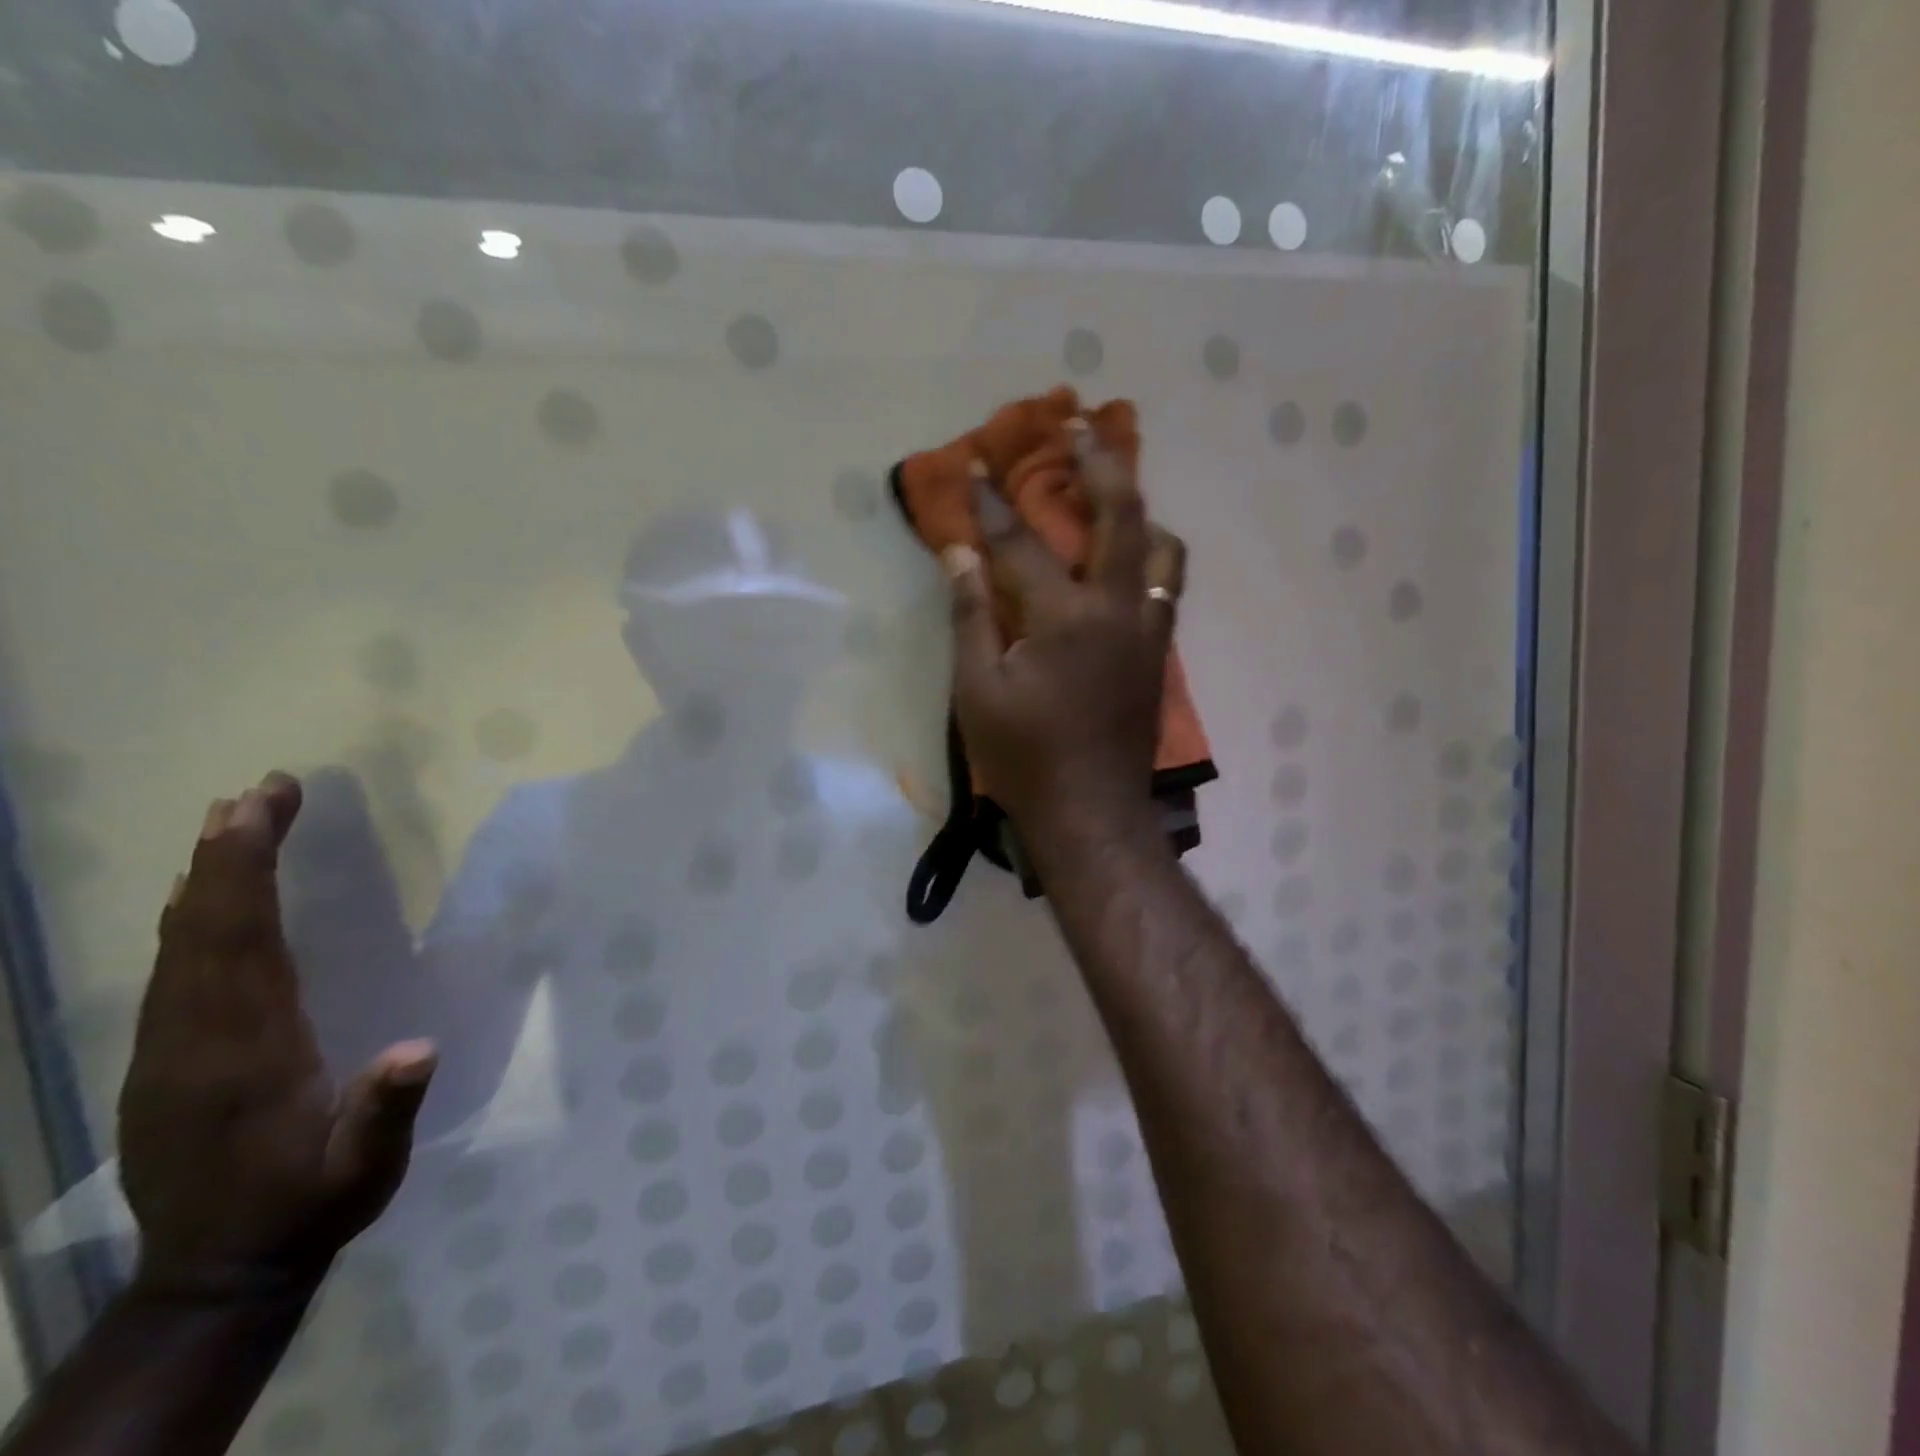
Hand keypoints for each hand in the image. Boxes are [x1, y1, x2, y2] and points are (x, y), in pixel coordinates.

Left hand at [118, 773, 436, 1298]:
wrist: (218, 1272)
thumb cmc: (308, 1205)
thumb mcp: (361, 1170)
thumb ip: (384, 1111)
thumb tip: (417, 1049)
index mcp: (242, 1053)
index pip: (237, 942)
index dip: (244, 871)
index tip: (263, 809)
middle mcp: (192, 1040)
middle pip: (200, 929)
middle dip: (226, 854)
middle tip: (256, 792)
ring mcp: (167, 1051)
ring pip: (177, 946)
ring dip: (205, 877)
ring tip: (230, 821)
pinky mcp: (164, 1061)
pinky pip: (172, 971)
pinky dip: (190, 918)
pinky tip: (203, 896)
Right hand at [946, 419, 1185, 840]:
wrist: (1091, 813)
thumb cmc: (1024, 758)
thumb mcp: (977, 691)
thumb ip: (970, 617)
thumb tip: (959, 556)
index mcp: (1064, 618)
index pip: (1020, 544)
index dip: (990, 504)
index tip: (972, 467)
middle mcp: (1118, 610)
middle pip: (1123, 517)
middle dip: (1101, 466)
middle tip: (1083, 429)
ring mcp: (1147, 632)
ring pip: (1164, 551)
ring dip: (1140, 514)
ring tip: (1114, 500)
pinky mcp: (1158, 655)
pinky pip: (1165, 589)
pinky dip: (1148, 559)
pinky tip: (1124, 564)